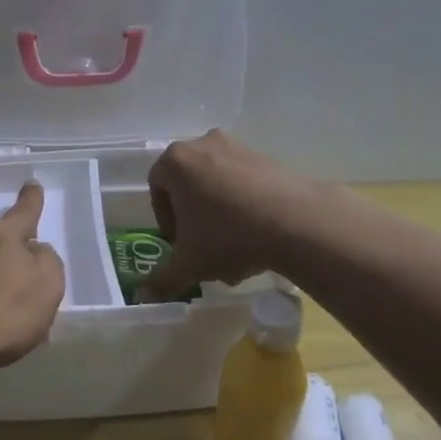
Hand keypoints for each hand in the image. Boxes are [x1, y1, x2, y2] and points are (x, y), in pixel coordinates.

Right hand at [141, 130, 317, 300]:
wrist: (296, 222)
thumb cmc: (228, 236)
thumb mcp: (190, 264)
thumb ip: (162, 278)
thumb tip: (144, 295)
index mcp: (176, 161)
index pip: (157, 188)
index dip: (165, 221)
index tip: (180, 245)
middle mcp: (203, 144)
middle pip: (188, 186)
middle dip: (194, 219)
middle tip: (204, 248)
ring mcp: (237, 148)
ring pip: (217, 185)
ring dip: (219, 215)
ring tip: (234, 251)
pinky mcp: (267, 157)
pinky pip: (242, 182)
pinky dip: (243, 206)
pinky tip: (256, 237)